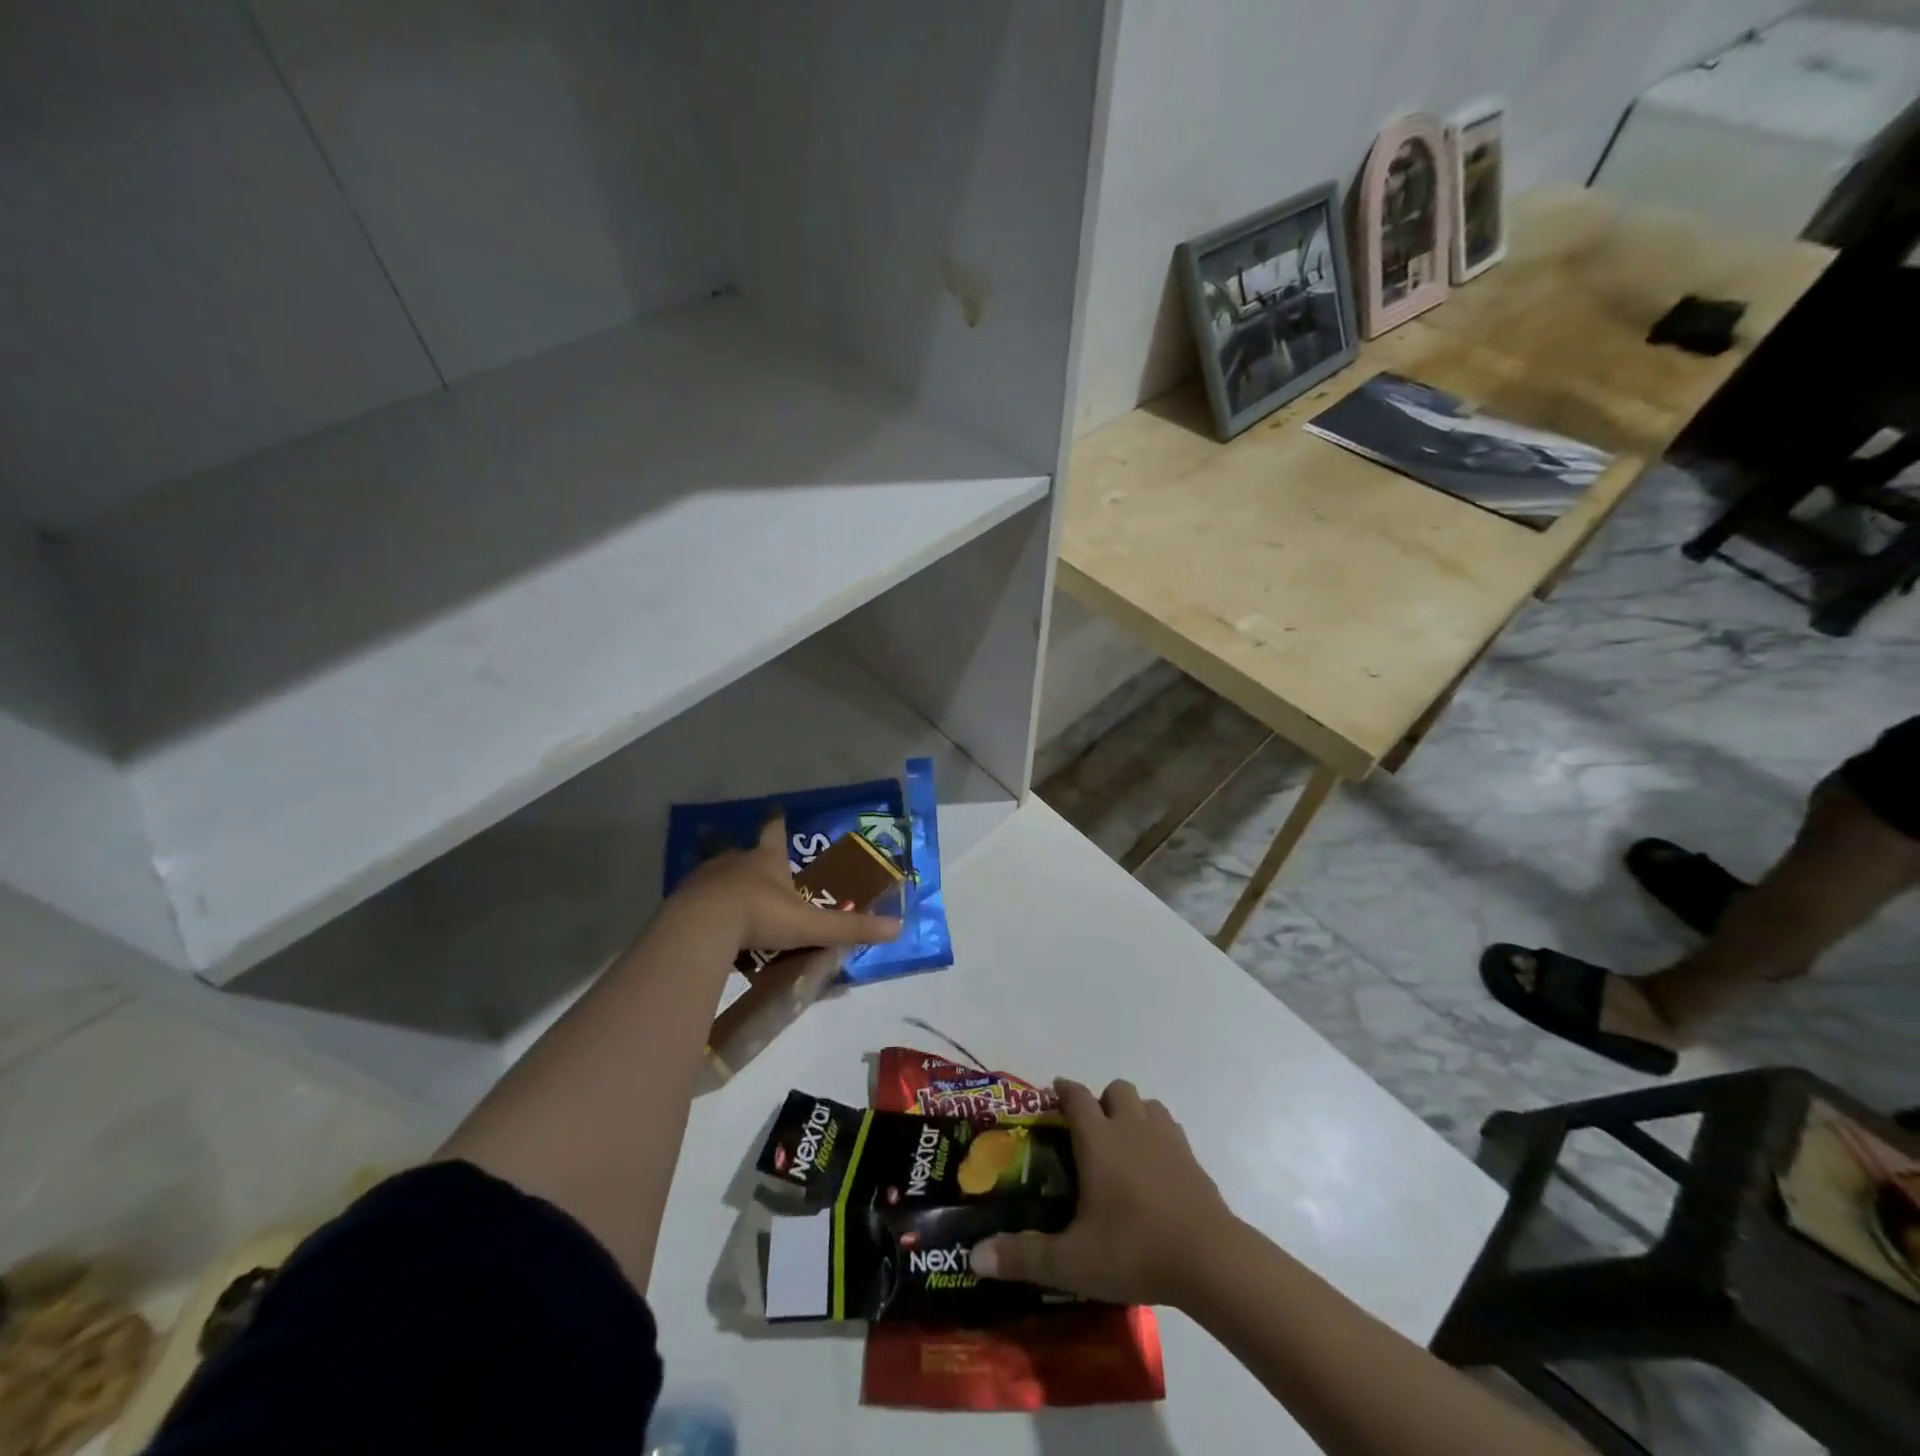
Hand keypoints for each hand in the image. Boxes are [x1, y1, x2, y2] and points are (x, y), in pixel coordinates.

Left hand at [668, 815, 903, 953]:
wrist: (702, 926)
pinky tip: (704, 920)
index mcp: (767, 860)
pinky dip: (702, 904)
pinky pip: (695, 897)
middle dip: (747, 853)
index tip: (777, 807)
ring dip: (722, 879)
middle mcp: (735, 861)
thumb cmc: (760, 916)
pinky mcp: (682, 899)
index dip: (778, 821)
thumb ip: (850, 928)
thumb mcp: (810, 924)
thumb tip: (897, 927)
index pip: (775, 832)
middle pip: (741, 849)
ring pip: (715, 872)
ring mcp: (705, 878)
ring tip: (727, 894)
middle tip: (750, 860)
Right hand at [971, 1078, 1236, 1307]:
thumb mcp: (1072, 1261)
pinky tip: (1157, 1167)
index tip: (1054, 1094)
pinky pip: (1172, 1130)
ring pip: (1148, 1104)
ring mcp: (1167, 1139)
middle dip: (1102, 1101)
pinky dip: (1161, 1137)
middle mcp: (1131, 1127)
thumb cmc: (1134, 1250)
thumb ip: (1025, 1256)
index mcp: (1099, 1139)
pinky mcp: (1193, 1159)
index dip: (1063, 1090)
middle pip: (1116, 1089)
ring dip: (1134, 1114)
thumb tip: (976, 1256)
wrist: (1209, 1259)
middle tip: (1092, 1133)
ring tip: (1125, 1145)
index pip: (1077, 1096)